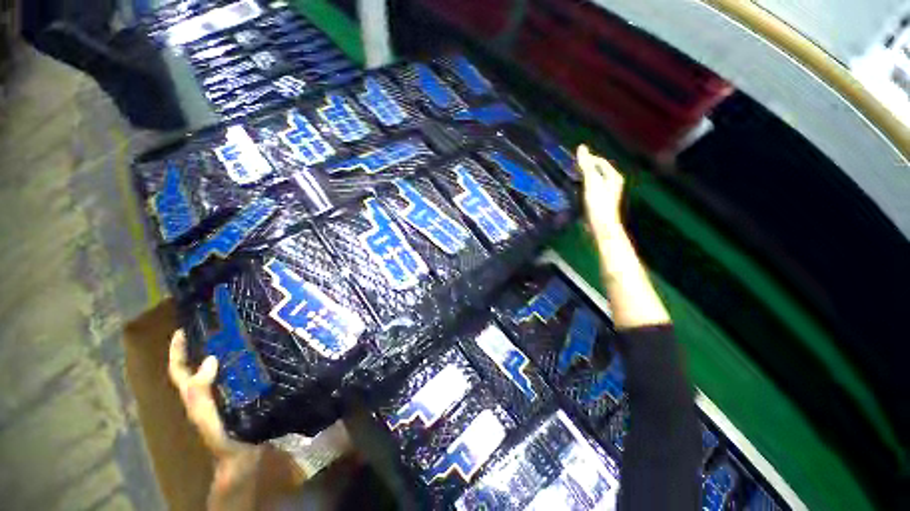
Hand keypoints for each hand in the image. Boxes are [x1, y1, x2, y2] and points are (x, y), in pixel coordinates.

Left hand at [168, 330, 261, 463]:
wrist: (244, 455)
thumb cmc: (223, 439)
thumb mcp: (207, 418)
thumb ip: (202, 394)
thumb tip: (209, 359)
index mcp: (195, 395)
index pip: (180, 370)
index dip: (177, 351)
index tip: (182, 330)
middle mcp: (209, 390)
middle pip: (200, 364)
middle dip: (204, 344)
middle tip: (220, 323)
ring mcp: (227, 391)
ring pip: (222, 366)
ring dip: (228, 349)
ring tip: (242, 332)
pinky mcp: (245, 392)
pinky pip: (242, 372)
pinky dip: (246, 360)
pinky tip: (260, 352)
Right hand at [577, 144, 625, 238]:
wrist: (601, 225)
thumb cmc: (598, 202)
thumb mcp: (592, 181)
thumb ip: (587, 165)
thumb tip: (581, 147)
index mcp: (613, 176)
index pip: (601, 162)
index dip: (589, 158)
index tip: (575, 159)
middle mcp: (613, 183)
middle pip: (598, 171)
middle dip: (586, 168)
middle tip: (572, 167)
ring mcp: (607, 193)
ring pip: (595, 180)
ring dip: (585, 177)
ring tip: (573, 177)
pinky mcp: (600, 202)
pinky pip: (592, 189)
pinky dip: (584, 186)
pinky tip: (577, 190)